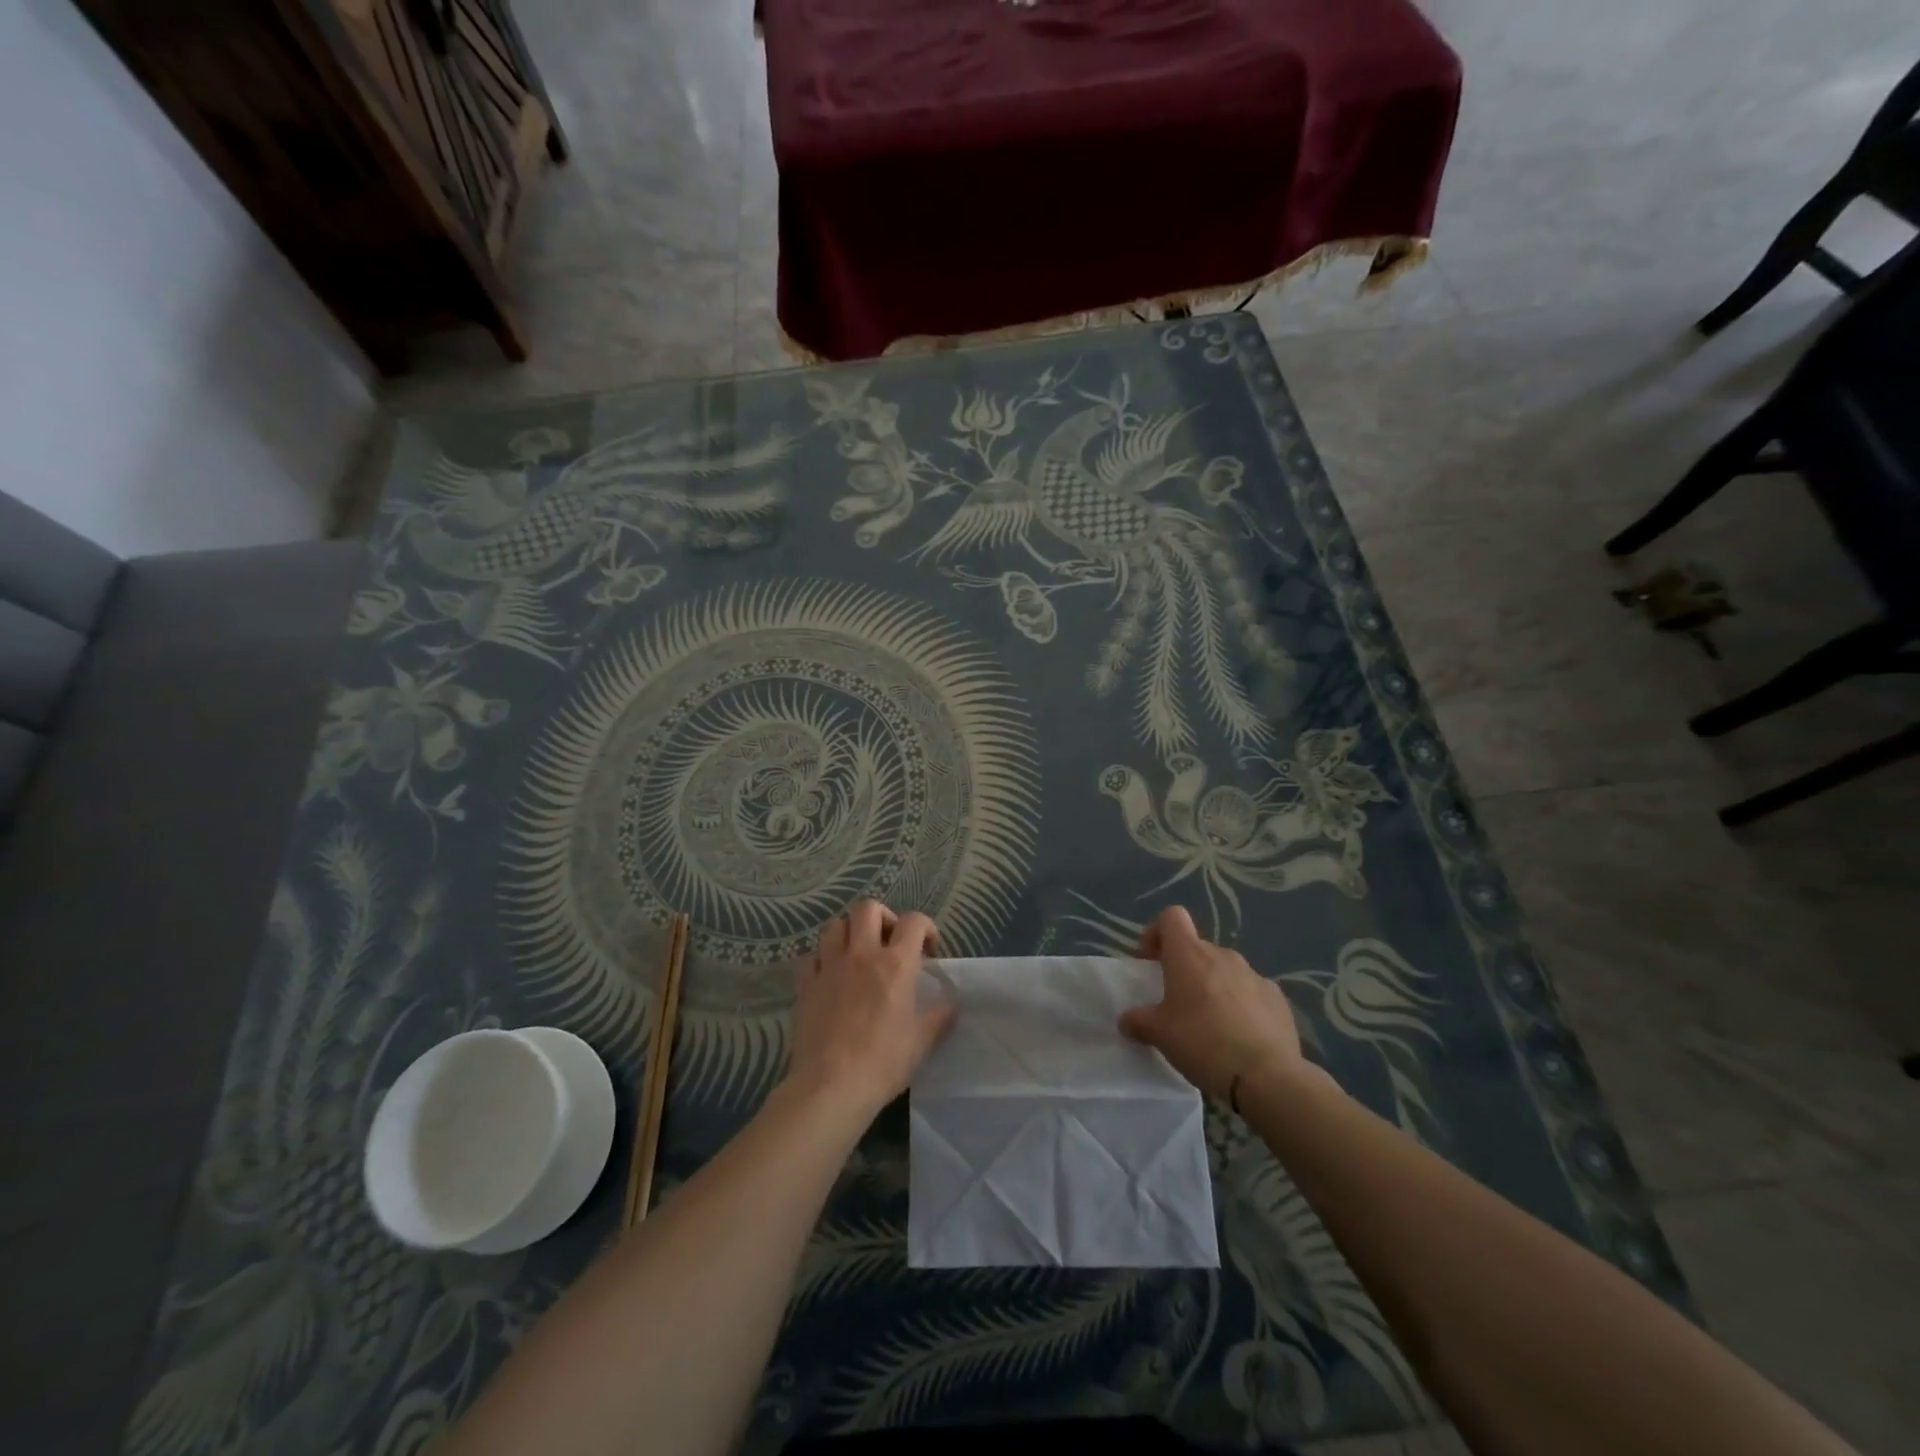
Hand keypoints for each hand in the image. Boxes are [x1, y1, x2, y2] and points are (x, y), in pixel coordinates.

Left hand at [787, 899, 955, 1116]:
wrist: (830, 1086)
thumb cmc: (883, 1062)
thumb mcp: (922, 1042)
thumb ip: (939, 1017)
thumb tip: (952, 1003)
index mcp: (895, 964)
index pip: (914, 921)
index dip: (925, 927)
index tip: (928, 949)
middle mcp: (861, 954)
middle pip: (868, 908)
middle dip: (883, 917)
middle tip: (890, 942)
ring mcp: (829, 966)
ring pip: (835, 925)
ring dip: (849, 932)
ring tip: (857, 954)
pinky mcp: (805, 984)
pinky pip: (810, 957)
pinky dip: (820, 960)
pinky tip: (828, 976)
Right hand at [1119, 905, 1305, 1101]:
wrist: (1266, 1076)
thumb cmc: (1203, 1043)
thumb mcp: (1159, 1034)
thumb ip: (1139, 1021)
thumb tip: (1128, 1019)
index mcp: (1189, 955)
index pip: (1172, 917)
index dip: (1158, 933)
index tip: (1151, 961)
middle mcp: (1223, 955)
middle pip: (1198, 948)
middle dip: (1185, 969)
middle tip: (1177, 1003)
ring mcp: (1255, 975)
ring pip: (1226, 971)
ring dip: (1214, 987)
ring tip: (1211, 1024)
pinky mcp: (1278, 999)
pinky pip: (1251, 992)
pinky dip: (1242, 1006)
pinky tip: (1240, 1037)